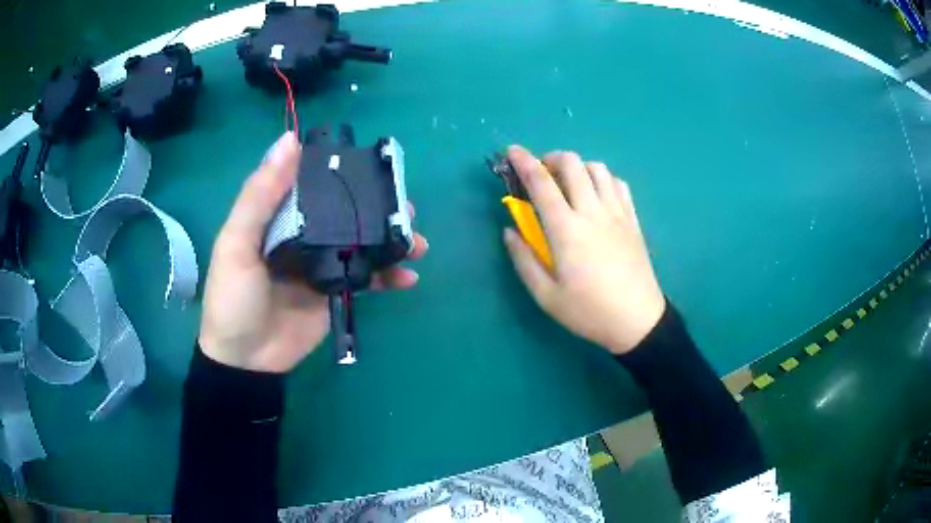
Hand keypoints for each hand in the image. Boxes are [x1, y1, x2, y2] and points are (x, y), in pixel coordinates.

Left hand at [199, 132, 428, 372]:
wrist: (245, 359)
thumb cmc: (233, 296)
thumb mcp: (237, 241)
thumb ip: (260, 194)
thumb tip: (289, 140)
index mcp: (279, 216)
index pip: (314, 183)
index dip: (343, 171)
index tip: (374, 163)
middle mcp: (304, 235)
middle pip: (345, 212)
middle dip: (377, 207)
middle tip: (405, 205)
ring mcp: (323, 265)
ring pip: (362, 243)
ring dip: (391, 240)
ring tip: (416, 241)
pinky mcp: (336, 293)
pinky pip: (367, 279)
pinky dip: (389, 277)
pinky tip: (408, 277)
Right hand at [503, 145, 664, 354]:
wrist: (637, 321)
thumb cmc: (589, 312)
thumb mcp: (546, 296)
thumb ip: (523, 260)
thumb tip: (509, 231)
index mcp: (566, 230)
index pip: (541, 183)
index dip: (523, 161)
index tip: (512, 151)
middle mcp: (592, 212)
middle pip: (572, 163)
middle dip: (551, 158)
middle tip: (542, 173)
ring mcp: (617, 213)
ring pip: (598, 168)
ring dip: (578, 167)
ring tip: (569, 183)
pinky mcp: (633, 220)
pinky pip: (619, 184)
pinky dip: (603, 178)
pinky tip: (597, 194)